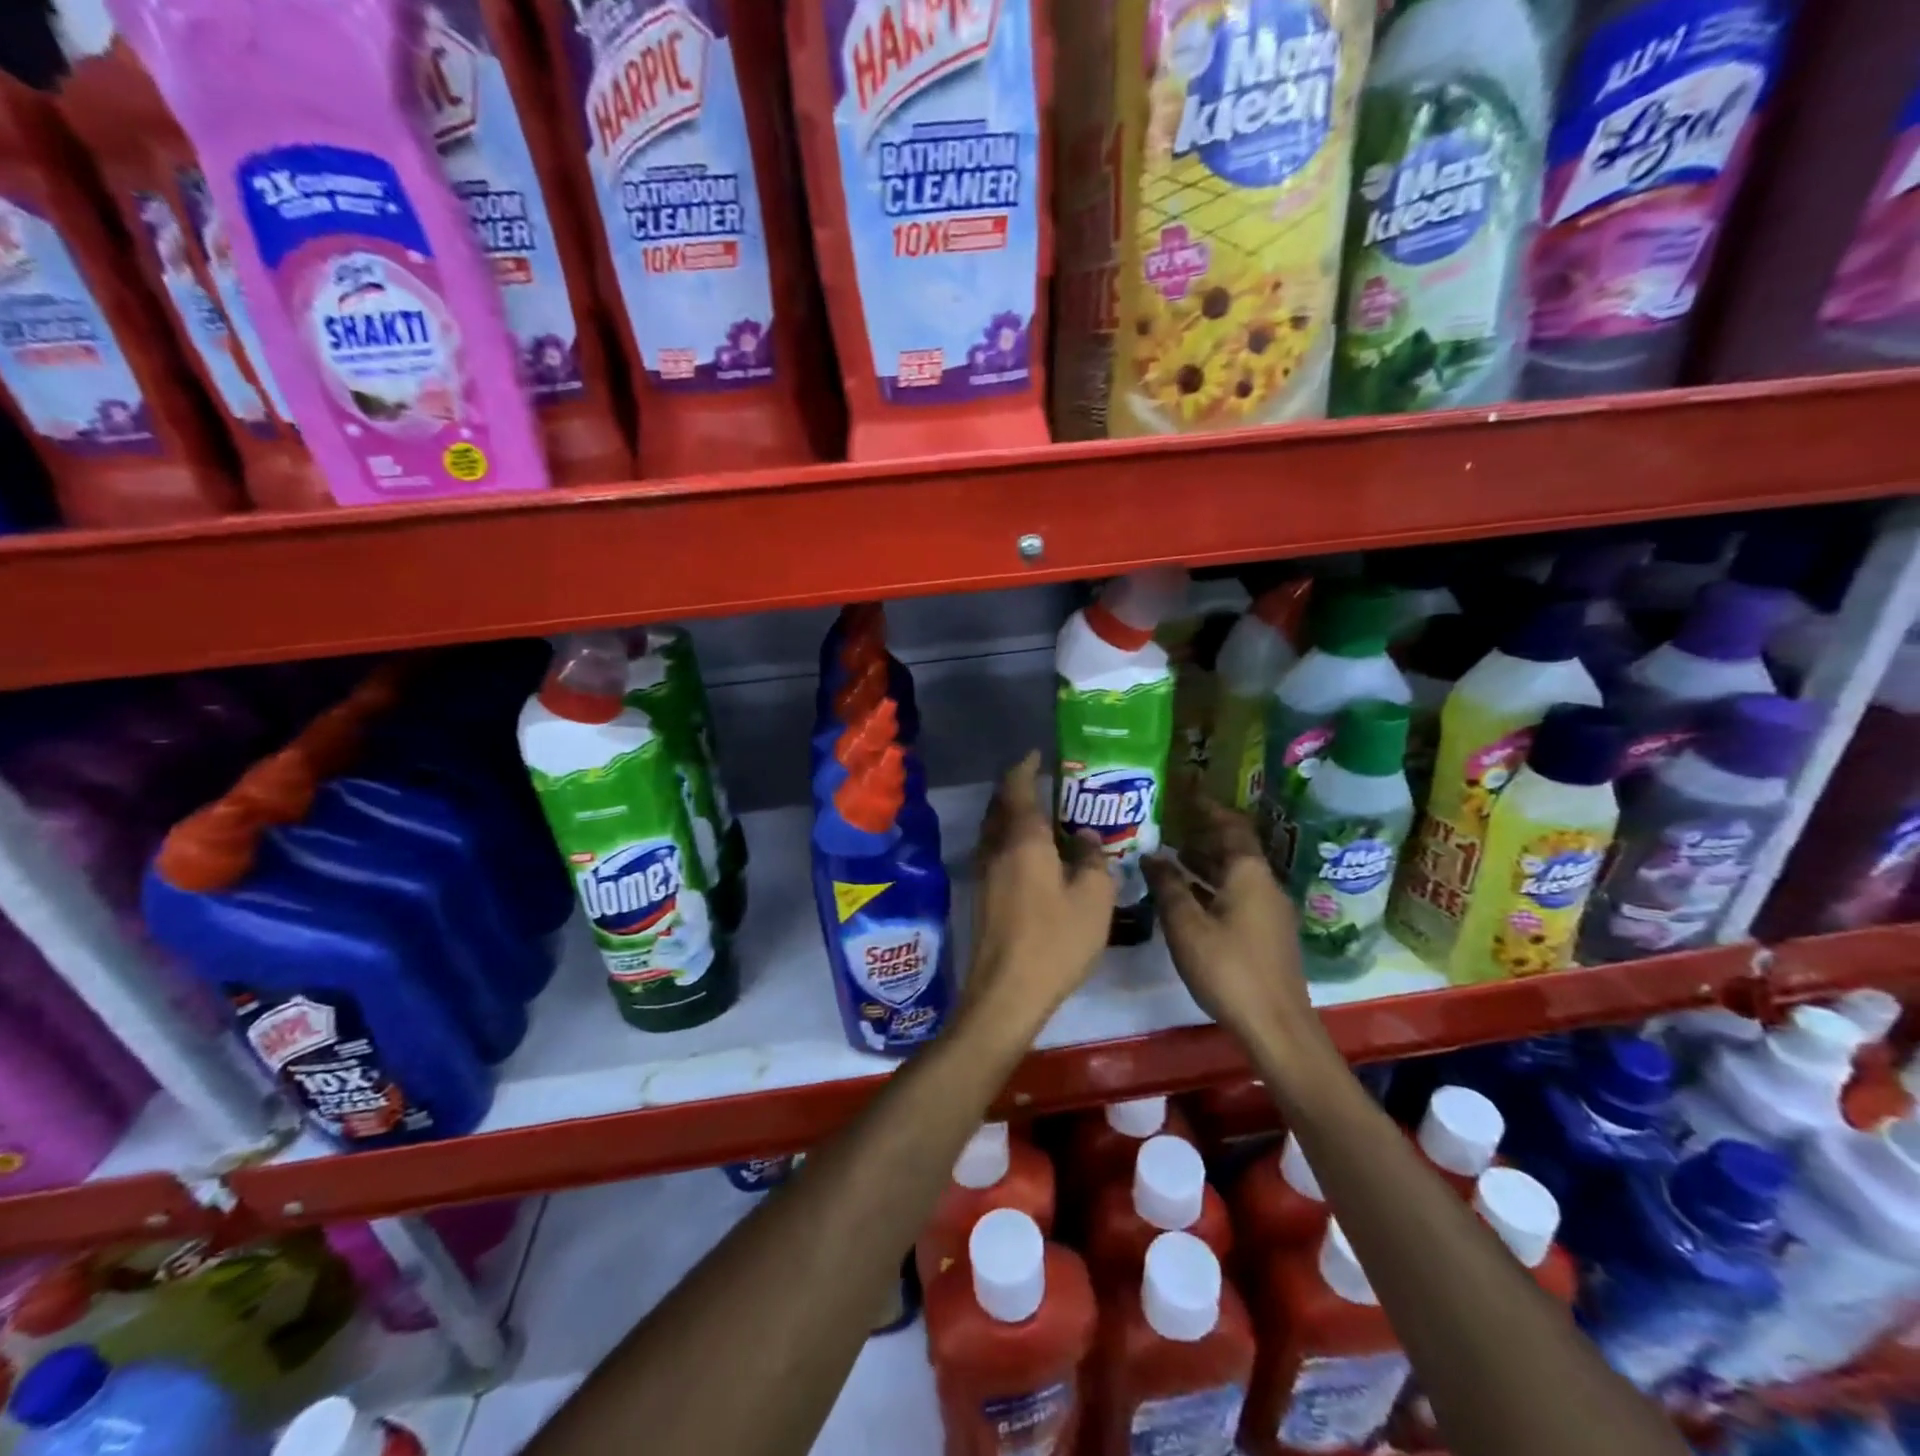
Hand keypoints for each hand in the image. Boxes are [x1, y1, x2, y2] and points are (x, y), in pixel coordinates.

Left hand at [963, 752, 1115, 1031]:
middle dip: (1016, 787)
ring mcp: (984, 871)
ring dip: (1010, 813)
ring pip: (994, 828)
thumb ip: (1093, 859)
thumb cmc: (1056, 940)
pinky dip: (1009, 838)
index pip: (1018, 787)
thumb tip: (1086, 836)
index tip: (1037, 754)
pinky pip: (994, 850)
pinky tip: (1031, 854)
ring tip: (1039, 814)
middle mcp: (997, 847)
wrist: (1007, 991)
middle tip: (1042, 781)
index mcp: (1023, 839)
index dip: (1026, 767)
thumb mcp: (1093, 898)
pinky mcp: (982, 894)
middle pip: (1000, 805)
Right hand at [1142, 801, 1321, 1054]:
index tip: (1184, 794)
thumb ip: (1168, 886)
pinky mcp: (1268, 935)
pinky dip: (1213, 887)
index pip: (1230, 826)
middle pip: (1234, 849)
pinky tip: (1189, 899)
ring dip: (1206, 864)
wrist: (1277, 1027)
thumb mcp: (1186, 925)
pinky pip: (1238, 895)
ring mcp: (1270, 911)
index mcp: (1249, 874)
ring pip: (1235, 874)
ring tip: (1172, 859)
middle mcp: (1265, 885)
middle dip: (1202, 836)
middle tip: (1168, 827)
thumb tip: (1151, 855)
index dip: (1207, 808)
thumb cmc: (1228, 969)